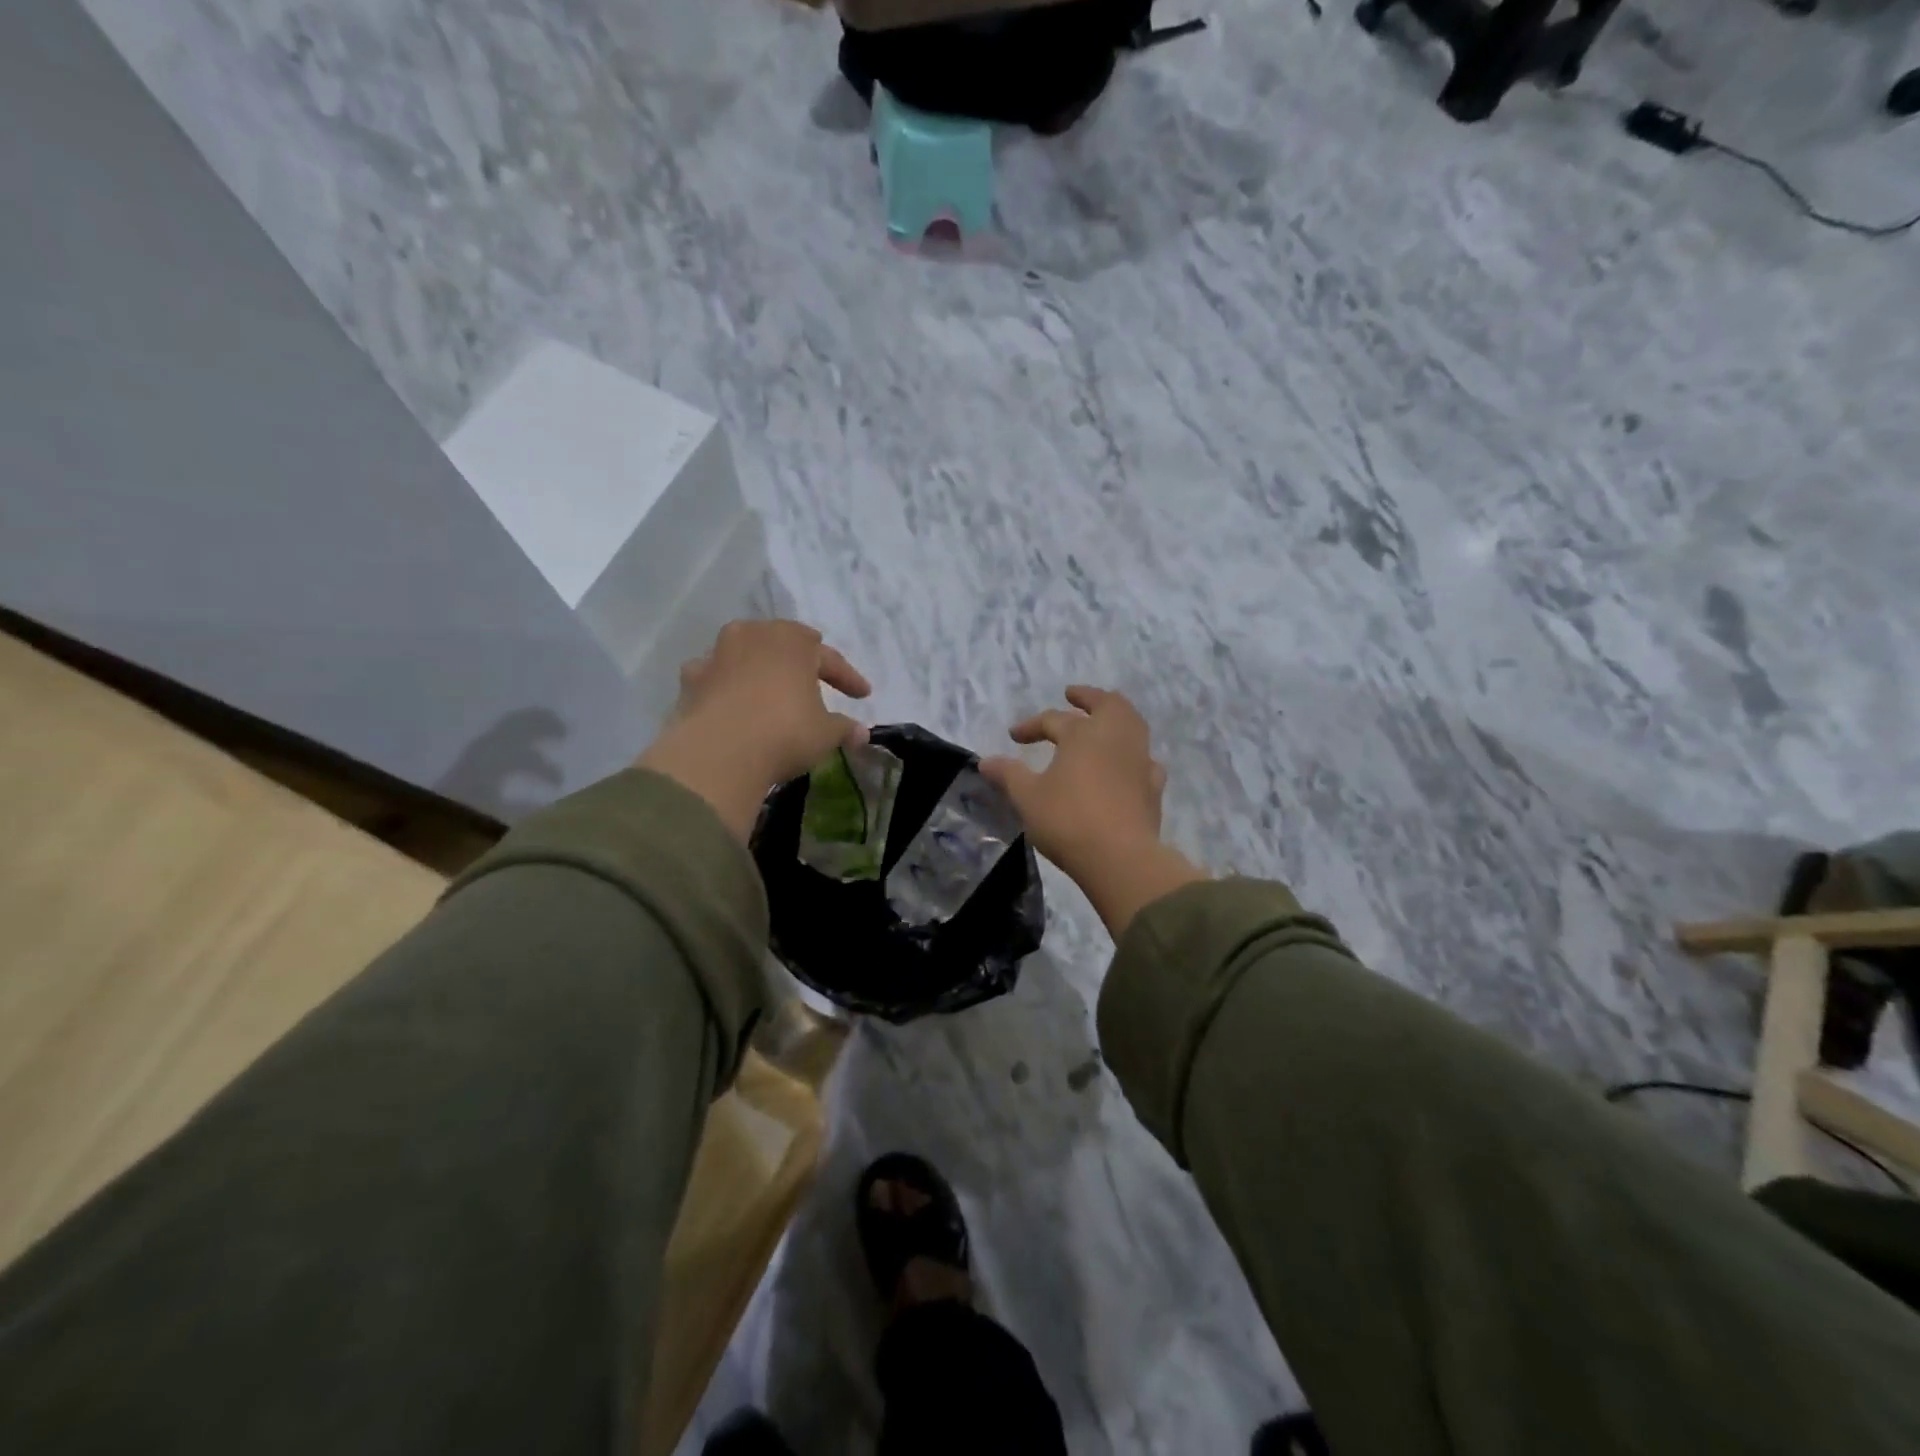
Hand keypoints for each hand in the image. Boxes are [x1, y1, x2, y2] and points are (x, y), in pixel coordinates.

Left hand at [639, 620, 870, 840]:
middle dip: (799, 660)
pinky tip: (730, 702)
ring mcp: (717, 654)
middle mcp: (753, 636)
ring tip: (768, 687)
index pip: (828, 657)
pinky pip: (714, 677)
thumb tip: (861, 734)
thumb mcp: (825, 734)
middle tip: (813, 676)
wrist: (719, 752)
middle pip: (782, 643)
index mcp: (793, 641)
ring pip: (744, 654)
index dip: (848, 677)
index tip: (863, 695)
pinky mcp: (691, 679)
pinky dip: (724, 686)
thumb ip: (844, 728)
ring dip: (758, 668)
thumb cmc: (785, 732)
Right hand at [981, 687, 1203, 934]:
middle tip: (1073, 696)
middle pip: (1108, 705)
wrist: (1120, 858)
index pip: (1053, 719)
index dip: (1031, 726)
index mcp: (1083, 734)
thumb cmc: (1068, 820)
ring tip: (1103, 722)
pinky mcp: (1153, 787)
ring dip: (1116, 718)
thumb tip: (986, 761)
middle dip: (1089, 697)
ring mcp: (1140, 761)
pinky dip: (1134, 754)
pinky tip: (1126, 765)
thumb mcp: (1027, 797)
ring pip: (1133, 725)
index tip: (1014, 737)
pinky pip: (1145, 760)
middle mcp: (1115, 738)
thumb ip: (1008, 774)